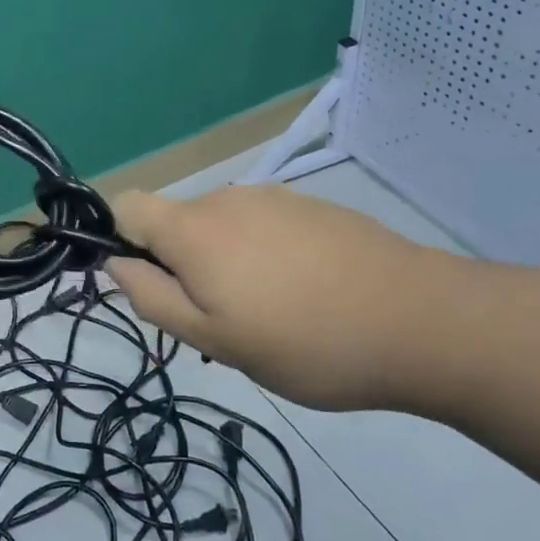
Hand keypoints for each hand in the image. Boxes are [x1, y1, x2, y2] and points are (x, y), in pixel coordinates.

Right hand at [103, 185, 471, 412]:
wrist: (423, 322)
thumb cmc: (306, 342)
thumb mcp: (215, 340)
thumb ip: (153, 299)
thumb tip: (116, 264)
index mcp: (194, 228)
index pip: (126, 206)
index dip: (118, 239)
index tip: (145, 285)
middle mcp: (227, 198)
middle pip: (176, 222)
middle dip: (180, 265)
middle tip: (219, 322)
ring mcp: (275, 198)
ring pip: (222, 228)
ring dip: (224, 263)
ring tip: (269, 316)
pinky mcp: (313, 207)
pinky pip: (263, 227)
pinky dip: (263, 256)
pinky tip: (305, 296)